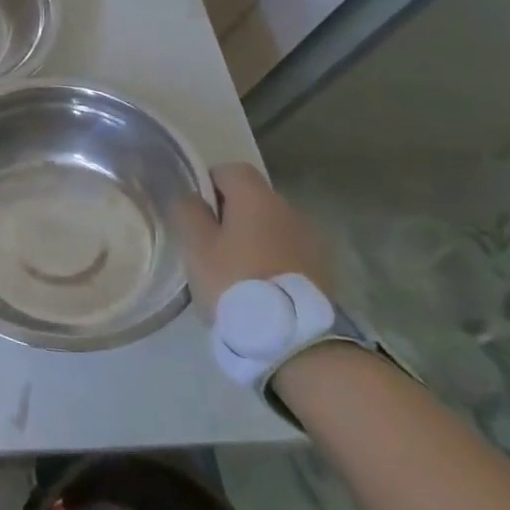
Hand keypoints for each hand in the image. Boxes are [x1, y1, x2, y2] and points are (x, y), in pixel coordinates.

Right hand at [171, 162, 331, 319]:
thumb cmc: (235, 282)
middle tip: (208, 243)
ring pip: (270, 225)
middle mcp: (289, 210)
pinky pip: (287, 250)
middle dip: (229, 212)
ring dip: (252, 237)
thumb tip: (189, 195)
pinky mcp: (322, 270)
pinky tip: (257, 285)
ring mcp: (311, 240)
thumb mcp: (196, 246)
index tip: (194, 211)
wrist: (296, 339)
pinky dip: (270, 258)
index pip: (230, 169)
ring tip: (233, 268)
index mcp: (257, 198)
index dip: (207, 183)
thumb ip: (187, 211)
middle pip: (252, 197)